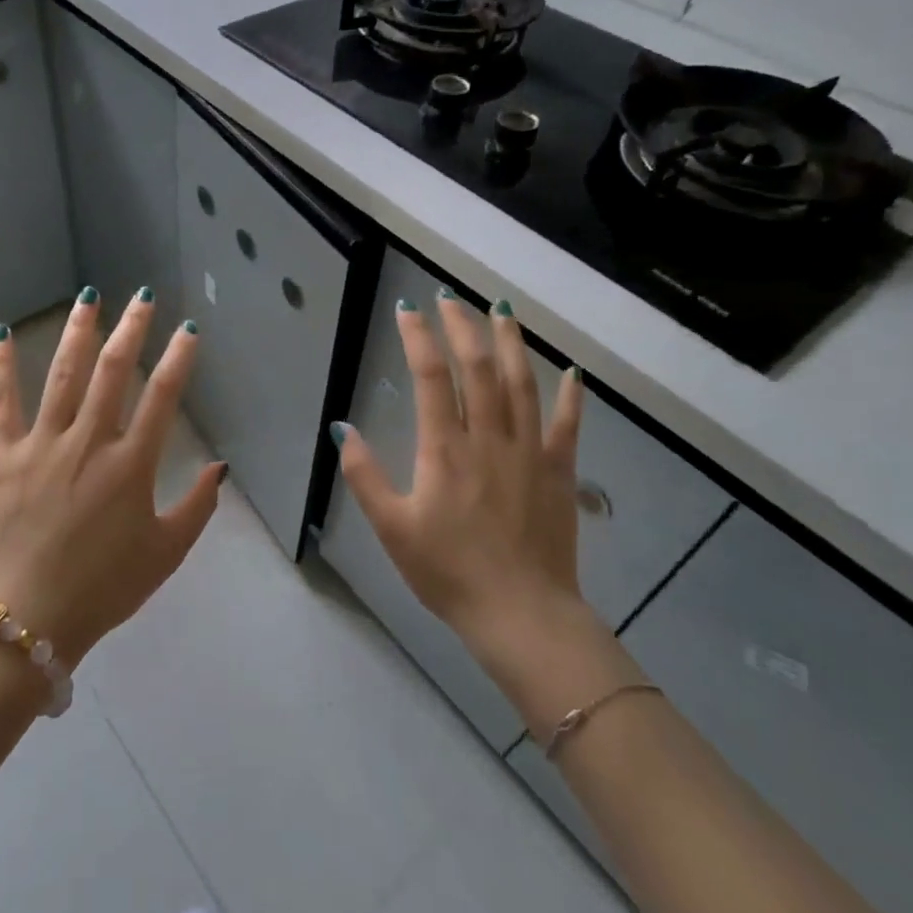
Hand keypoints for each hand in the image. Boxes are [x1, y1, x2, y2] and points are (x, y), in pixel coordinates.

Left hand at [0, 289, 226, 667]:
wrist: (29, 616)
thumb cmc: (105, 587)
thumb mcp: (166, 553)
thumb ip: (198, 507)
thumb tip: (220, 466)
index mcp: (130, 465)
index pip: (162, 397)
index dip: (178, 359)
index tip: (187, 330)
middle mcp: (88, 442)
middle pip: (113, 372)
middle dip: (131, 329)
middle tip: (143, 297)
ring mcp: (42, 444)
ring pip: (63, 375)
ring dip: (78, 332)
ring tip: (89, 297)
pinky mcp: (2, 455)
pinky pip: (2, 402)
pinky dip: (2, 366)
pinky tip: (3, 333)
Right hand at [331, 292, 586, 638]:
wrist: (520, 614)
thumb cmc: (448, 572)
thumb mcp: (391, 528)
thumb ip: (364, 475)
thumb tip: (341, 428)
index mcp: (445, 449)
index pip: (431, 377)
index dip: (419, 338)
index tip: (408, 310)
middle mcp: (489, 438)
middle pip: (478, 367)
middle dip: (462, 327)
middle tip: (450, 298)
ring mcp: (529, 452)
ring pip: (522, 383)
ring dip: (511, 342)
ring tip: (500, 310)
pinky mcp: (558, 472)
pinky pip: (567, 425)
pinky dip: (570, 395)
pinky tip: (571, 371)